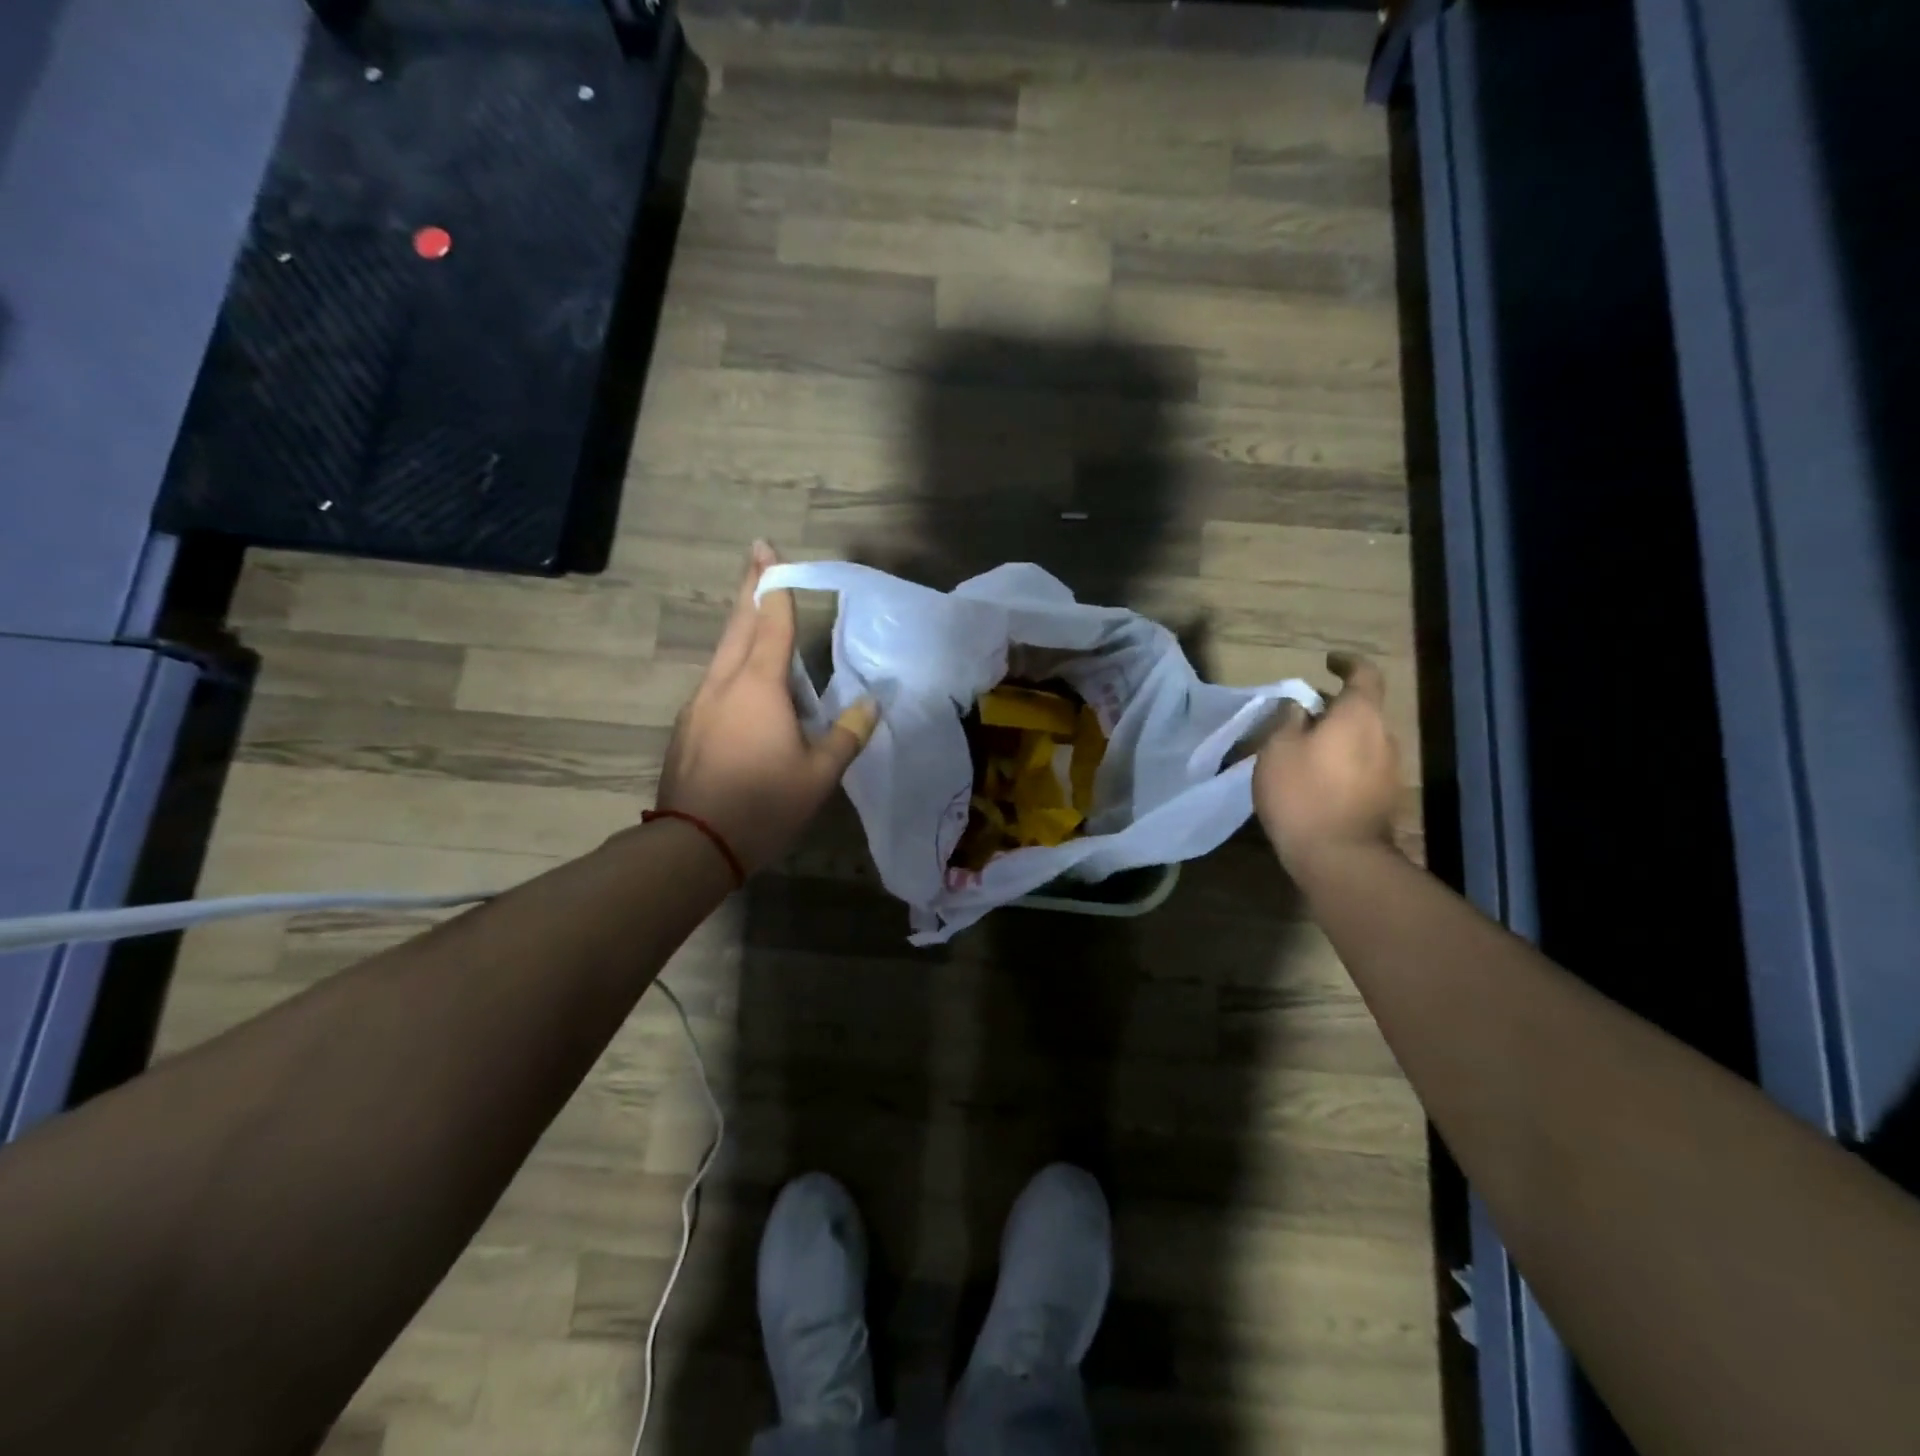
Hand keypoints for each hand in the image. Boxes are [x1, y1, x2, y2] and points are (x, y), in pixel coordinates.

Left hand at [656, 542, 877, 872]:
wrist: (694, 844)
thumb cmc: (764, 803)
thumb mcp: (819, 774)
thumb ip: (848, 734)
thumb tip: (872, 704)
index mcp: (759, 686)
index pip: (771, 622)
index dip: (774, 585)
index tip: (768, 549)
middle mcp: (724, 683)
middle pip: (738, 625)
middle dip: (750, 588)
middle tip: (757, 555)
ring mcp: (699, 704)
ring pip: (723, 653)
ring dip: (742, 627)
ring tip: (758, 615)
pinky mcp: (688, 726)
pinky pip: (716, 682)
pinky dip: (734, 666)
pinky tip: (745, 684)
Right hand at [1254, 652, 1401, 874]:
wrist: (1339, 857)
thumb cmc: (1302, 794)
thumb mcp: (1277, 750)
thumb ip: (1288, 721)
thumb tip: (1300, 708)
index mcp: (1359, 716)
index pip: (1364, 675)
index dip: (1347, 664)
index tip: (1328, 662)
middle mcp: (1383, 736)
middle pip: (1362, 710)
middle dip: (1334, 707)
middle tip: (1301, 714)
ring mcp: (1389, 770)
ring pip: (1362, 740)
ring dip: (1338, 737)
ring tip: (1304, 749)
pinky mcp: (1384, 799)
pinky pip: (1363, 766)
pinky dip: (1342, 762)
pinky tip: (1316, 779)